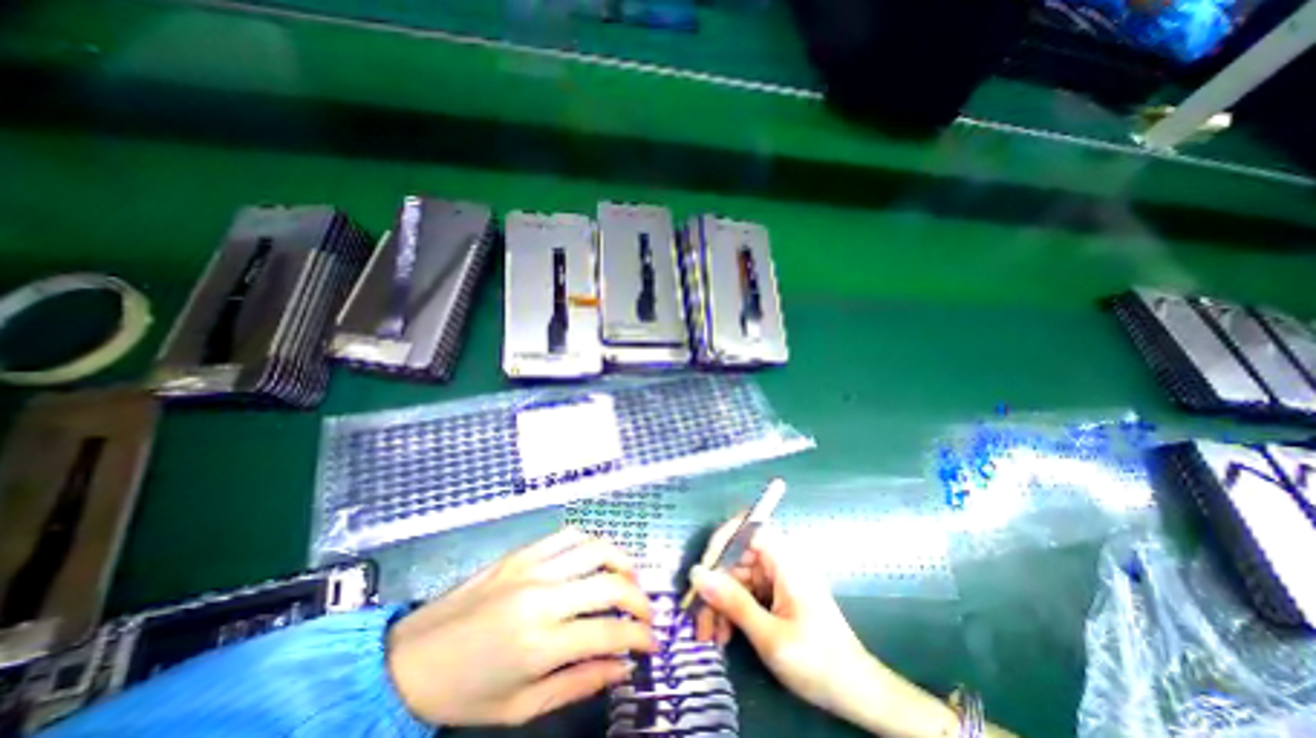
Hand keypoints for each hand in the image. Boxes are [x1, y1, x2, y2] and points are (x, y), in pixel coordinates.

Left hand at [388, 529, 657, 724]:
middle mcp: (542, 597)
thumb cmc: (465, 693)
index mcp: (540, 643)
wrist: (410, 660)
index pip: (609, 633)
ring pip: (595, 548)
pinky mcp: (522, 552)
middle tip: (647, 613)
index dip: (640, 638)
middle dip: (640, 598)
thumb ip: (578, 683)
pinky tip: (596, 559)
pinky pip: (568, 535)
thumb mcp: (522, 707)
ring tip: (629, 579)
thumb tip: (622, 668)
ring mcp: (532, 567)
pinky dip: (591, 544)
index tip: (653, 644)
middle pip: (610, 583)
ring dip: (622, 561)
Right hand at [690, 516, 1014, 736]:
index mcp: (785, 560)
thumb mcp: (771, 637)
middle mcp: (780, 562)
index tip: (703, 569)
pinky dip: (732, 611)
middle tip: (699, 618)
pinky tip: (724, 635)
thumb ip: (733, 603)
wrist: (858, 695)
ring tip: (710, 636)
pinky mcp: (776, 595)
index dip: (722, 540)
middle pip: (737, 556)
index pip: (748, 527)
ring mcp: (778, 578)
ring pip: (737, 577)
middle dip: (715, 585)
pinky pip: (746, 592)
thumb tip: (697, 573)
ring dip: (720, 602)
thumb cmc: (818, 663)